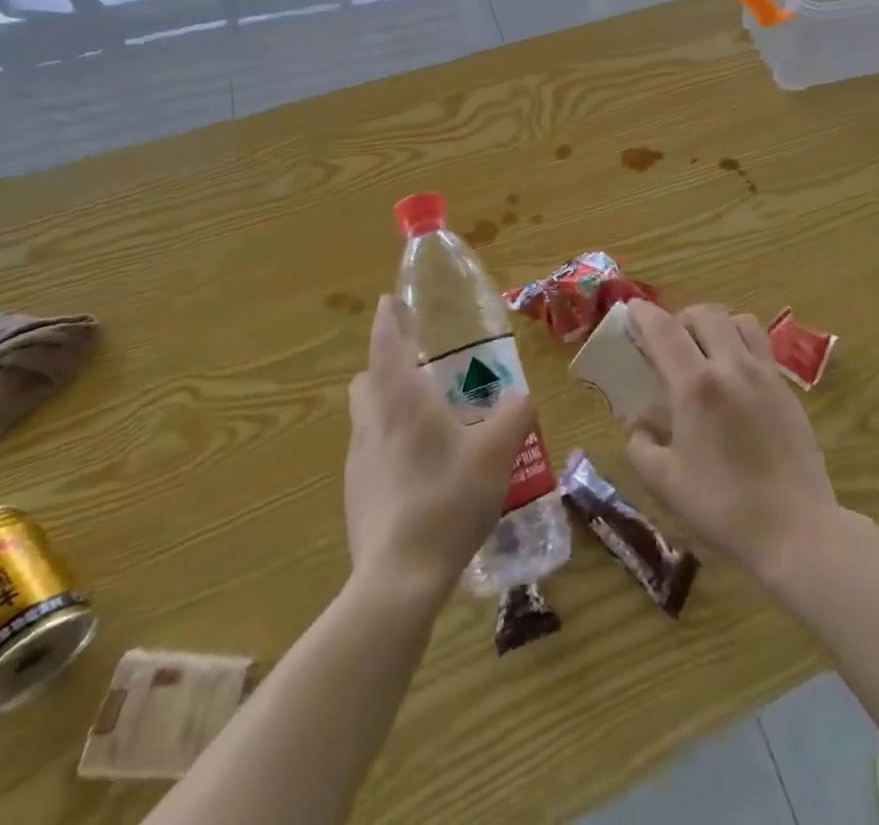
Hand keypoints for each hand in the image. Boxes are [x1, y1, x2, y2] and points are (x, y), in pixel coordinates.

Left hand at [345, 296, 536, 603]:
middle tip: (423, 366)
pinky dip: (391, 442)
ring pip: (367, 415)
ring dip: (389, 403)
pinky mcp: (357, 494)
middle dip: (387, 364)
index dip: (391, 319)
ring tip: (429, 418)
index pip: (388, 343)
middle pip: (368, 379)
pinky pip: (372, 450)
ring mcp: (359, 460)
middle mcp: (372, 422)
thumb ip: (515, 414)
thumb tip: (521, 396)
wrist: (398, 579)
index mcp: (402, 401)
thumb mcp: (497, 452)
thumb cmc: (448, 500)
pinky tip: (423, 468)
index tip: (391, 300)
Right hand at [622, 300, 840, 584]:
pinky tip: (733, 375)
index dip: (644, 314)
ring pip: (739, 321)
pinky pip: (760, 345)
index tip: (631, 307)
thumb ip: (641, 446)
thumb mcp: (664, 483)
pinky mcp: (786, 388)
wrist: (795, 527)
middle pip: (705, 314)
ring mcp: (764, 374)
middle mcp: (731, 366)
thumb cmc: (722, 506)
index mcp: (696, 386)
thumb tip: (641, 426)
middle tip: (668, 340)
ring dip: (715, 324)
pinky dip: (740, 343)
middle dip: (680, 317)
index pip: (664, 331)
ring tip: (705, 349)